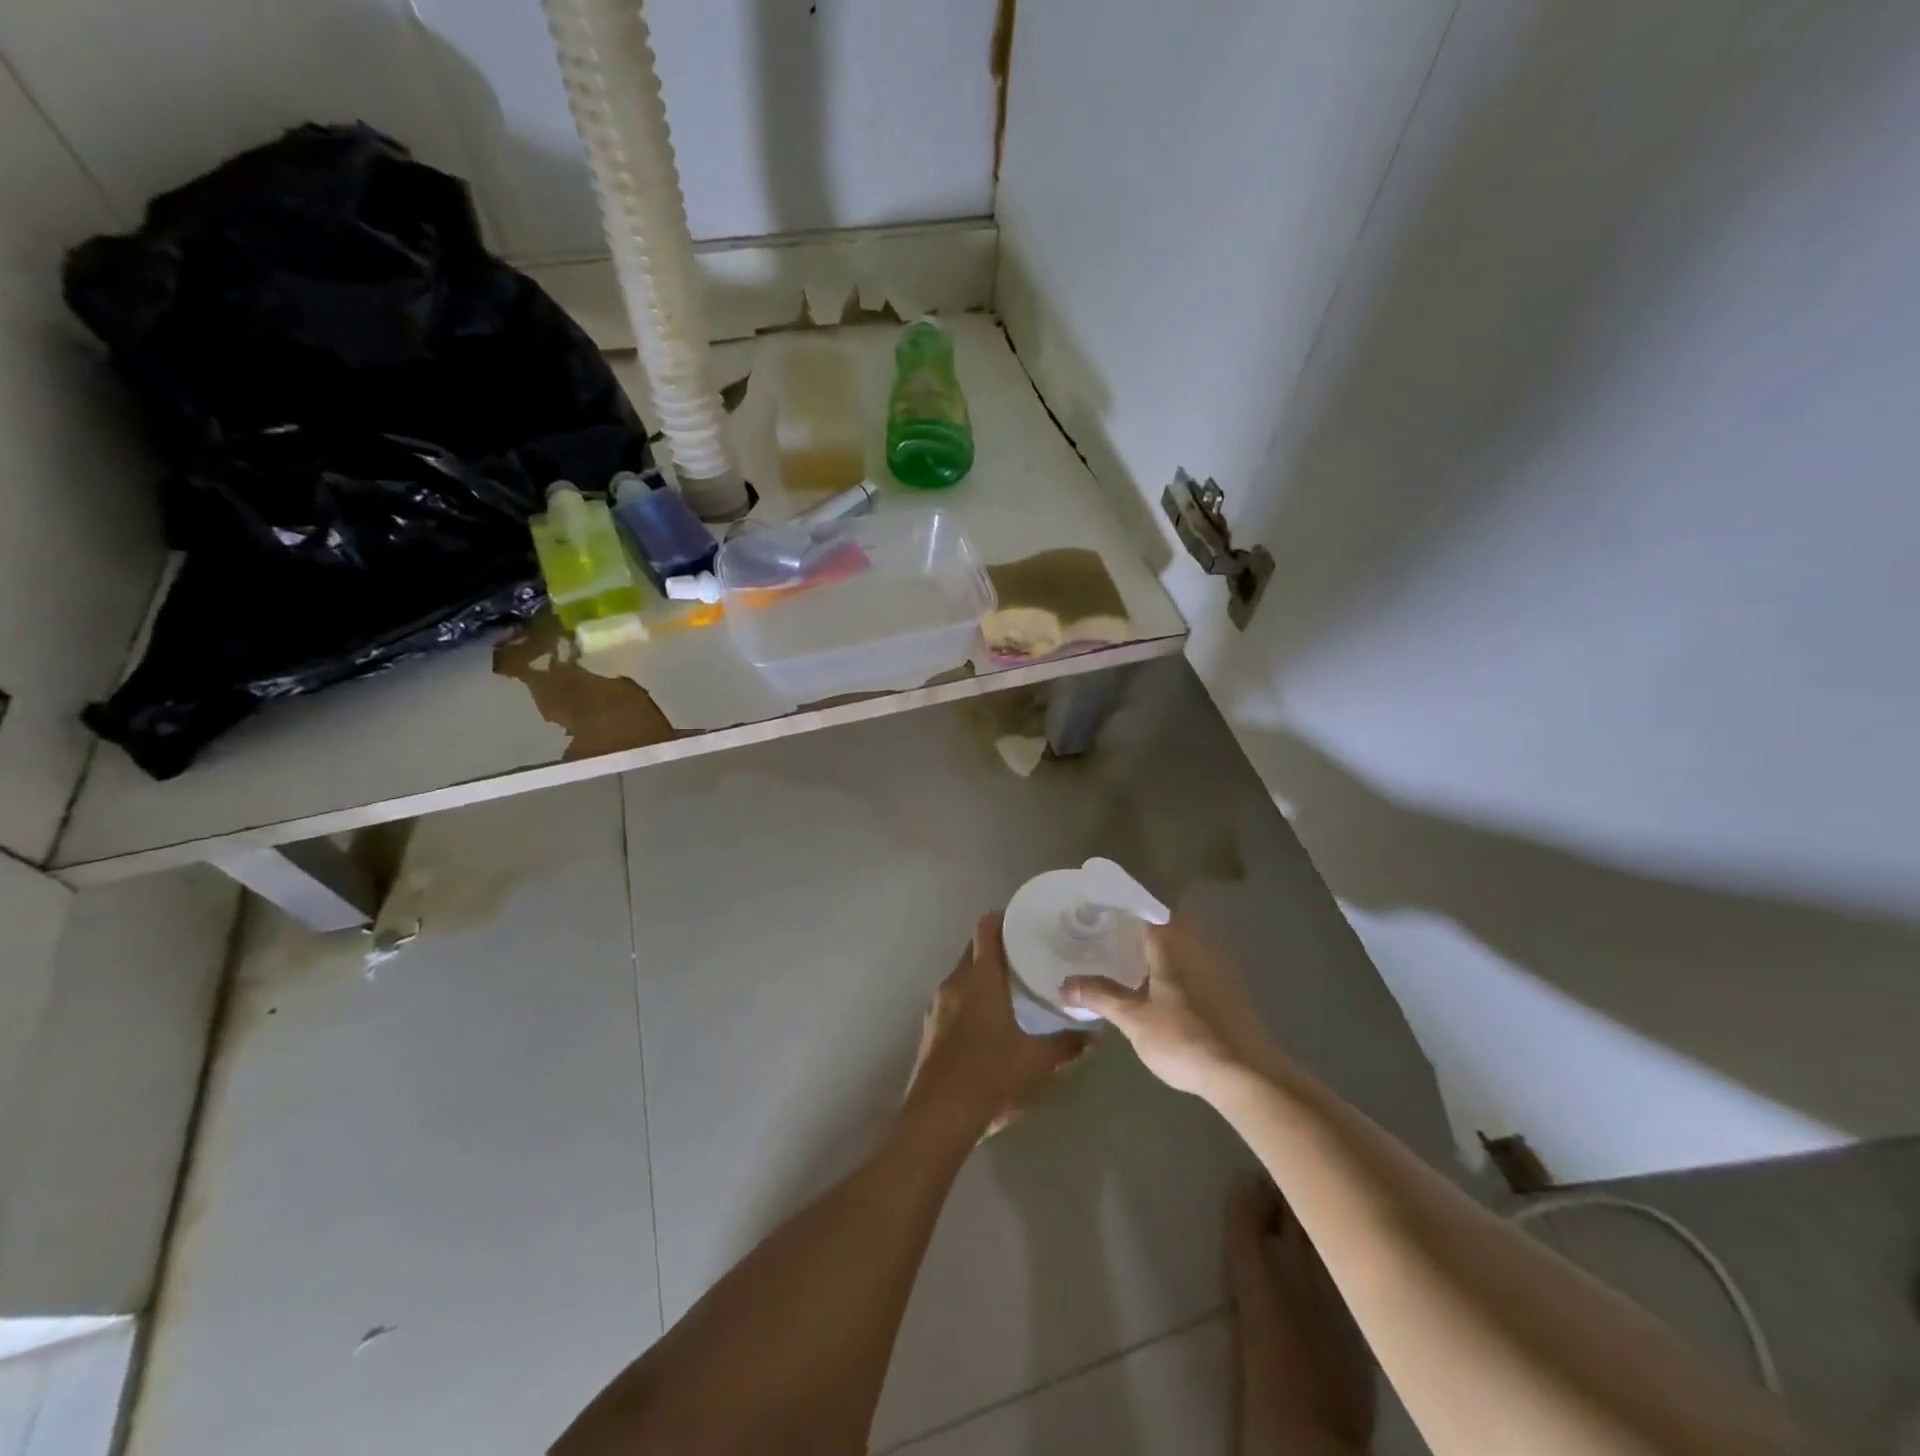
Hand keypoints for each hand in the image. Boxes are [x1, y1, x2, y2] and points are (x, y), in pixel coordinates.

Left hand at [906, 914, 1091, 1139]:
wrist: (938, 1117)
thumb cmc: (991, 1076)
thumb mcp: (1036, 1061)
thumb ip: (1066, 1044)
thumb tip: (1094, 1035)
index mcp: (980, 979)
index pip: (986, 930)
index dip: (1002, 918)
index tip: (1023, 919)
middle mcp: (954, 983)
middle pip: (973, 950)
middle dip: (996, 947)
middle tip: (1026, 954)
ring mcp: (937, 1006)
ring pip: (961, 976)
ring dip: (982, 975)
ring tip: (1011, 986)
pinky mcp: (929, 1029)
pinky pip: (952, 1000)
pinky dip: (969, 998)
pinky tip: (987, 1020)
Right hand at [1061, 918, 1279, 1096]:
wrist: (1249, 1077)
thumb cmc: (1185, 1040)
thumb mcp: (1134, 1019)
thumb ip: (1100, 996)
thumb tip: (1065, 985)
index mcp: (1172, 943)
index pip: (1145, 908)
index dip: (1121, 906)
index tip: (1098, 911)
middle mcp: (1198, 945)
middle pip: (1165, 924)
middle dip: (1137, 929)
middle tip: (1107, 939)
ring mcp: (1219, 967)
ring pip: (1182, 945)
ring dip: (1158, 950)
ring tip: (1128, 964)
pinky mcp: (1230, 991)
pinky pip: (1195, 966)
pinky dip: (1175, 970)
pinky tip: (1161, 992)